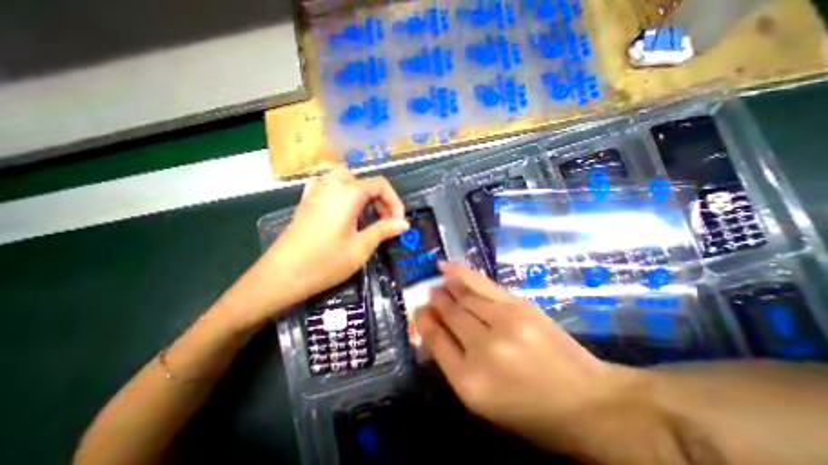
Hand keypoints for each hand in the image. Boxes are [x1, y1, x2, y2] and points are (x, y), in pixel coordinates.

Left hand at [263, 164, 407, 306]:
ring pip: (345, 180)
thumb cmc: (325, 262)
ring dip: (361, 194)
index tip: (398, 222)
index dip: (394, 201)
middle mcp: (331, 186)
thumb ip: (384, 230)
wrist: (282, 275)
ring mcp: (316, 192)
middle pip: (363, 181)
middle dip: (379, 199)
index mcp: (348, 194)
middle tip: (385, 221)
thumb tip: (404, 223)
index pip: (380, 184)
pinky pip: (327, 186)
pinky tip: (342, 209)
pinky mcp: (306, 203)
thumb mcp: (360, 247)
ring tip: (366, 216)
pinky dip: (341, 193)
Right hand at [413, 262, 638, 454]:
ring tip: (438, 277)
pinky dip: (464, 274)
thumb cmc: (530, 409)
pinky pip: (483, 284)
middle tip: (428, 292)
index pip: (436, 340)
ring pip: (465, 295)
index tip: (418, 309)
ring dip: (447, 285)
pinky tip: (450, 267)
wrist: (587, 401)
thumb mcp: (483, 400)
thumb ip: (452, 362)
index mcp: (470, 382)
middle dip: (435, 300)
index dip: (424, 321)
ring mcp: (505, 321)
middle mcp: (484, 348)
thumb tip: (432, 327)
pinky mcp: (520, 305)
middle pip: (450, 313)